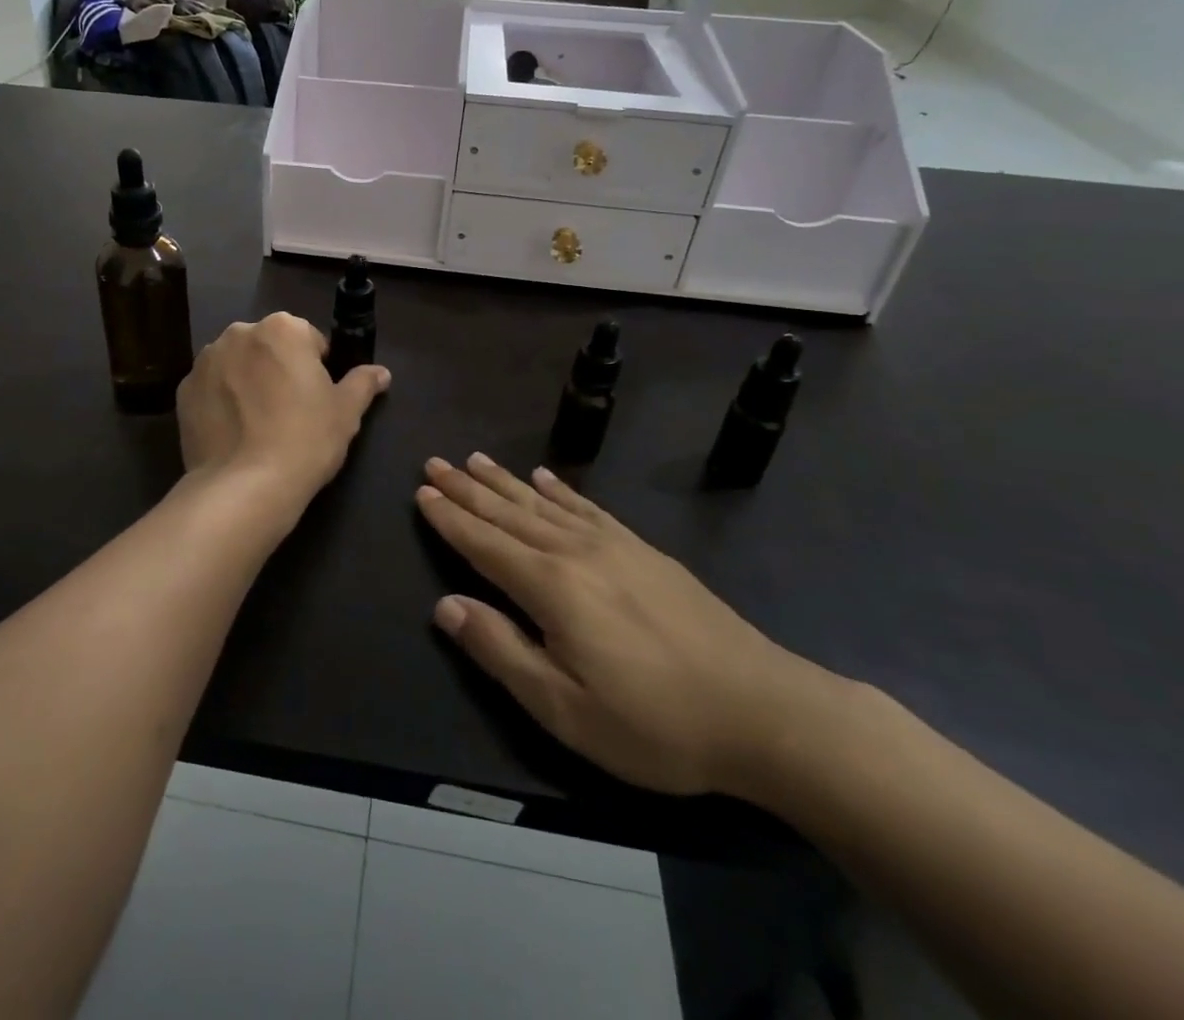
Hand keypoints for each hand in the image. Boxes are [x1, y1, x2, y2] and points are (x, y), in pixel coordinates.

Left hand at [178, 313, 390, 502]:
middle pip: (268, 347)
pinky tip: (234, 434)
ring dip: (248, 382)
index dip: (317, 369)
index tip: (317, 399)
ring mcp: (205, 361)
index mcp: (282, 328)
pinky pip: (212, 389)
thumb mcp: (346, 413)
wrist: (244, 486)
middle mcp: (239, 333)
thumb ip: (363, 383)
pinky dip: (221, 403)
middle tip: (290, 413)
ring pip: (237, 365)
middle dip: (278, 370)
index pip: (309, 339)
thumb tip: (381, 372)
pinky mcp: (184, 391)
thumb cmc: (305, 440)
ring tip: (258, 426)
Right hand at [416, 453, 835, 798]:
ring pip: (542, 502)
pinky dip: (559, 489)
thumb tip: (446, 605)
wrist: (762, 711)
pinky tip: (544, 477)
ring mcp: (613, 545)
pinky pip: (587, 507)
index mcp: (550, 587)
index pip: (484, 543)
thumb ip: (501, 651)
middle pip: (508, 513)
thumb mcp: (565, 708)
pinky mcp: (642, 550)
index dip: (449, 518)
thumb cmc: (654, 723)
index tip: (421, 491)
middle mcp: (574, 551)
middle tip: (435, 461)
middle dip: (467, 488)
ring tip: (474, 459)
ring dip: (504, 481)